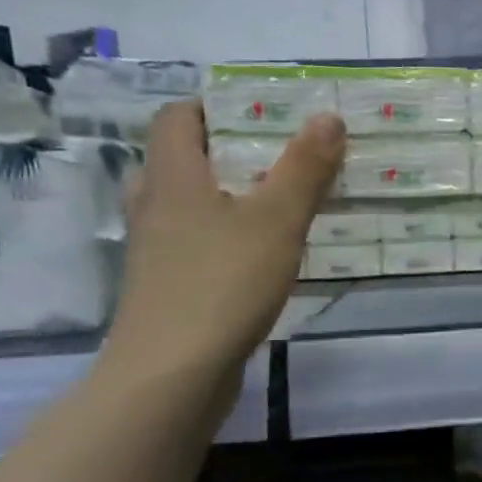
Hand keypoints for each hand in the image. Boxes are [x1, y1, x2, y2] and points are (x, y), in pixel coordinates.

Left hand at [105, 102, 344, 380]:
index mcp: (173, 177)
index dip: (214, 106)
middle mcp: (154, 206)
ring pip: (187, 205)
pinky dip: (223, 236)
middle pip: (181, 159)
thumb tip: (328, 116)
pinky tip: (260, 255)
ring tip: (275, 202)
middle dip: (228, 152)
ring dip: (226, 196)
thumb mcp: (277, 220)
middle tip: (278, 155)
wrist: (171, 375)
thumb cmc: (222, 283)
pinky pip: (194, 243)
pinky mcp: (165, 286)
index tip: (262, 112)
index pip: (178, 117)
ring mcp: (155, 250)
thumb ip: (304, 168)